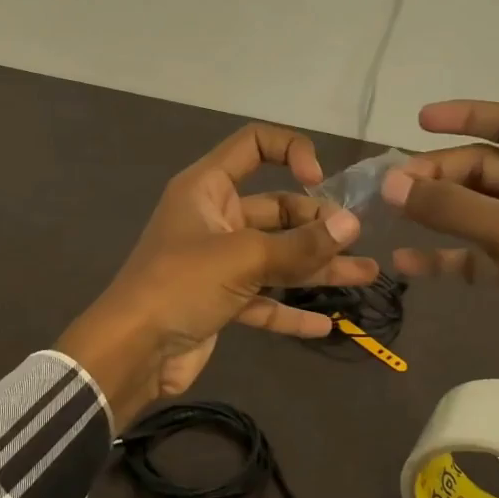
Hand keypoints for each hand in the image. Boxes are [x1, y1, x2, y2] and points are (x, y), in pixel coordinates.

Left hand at [59, 124, 378, 428]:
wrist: (132, 352)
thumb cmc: (181, 285)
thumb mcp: (242, 258)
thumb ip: (299, 244)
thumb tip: (351, 226)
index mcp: (207, 188)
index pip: (253, 145)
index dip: (291, 151)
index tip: (320, 182)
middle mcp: (214, 218)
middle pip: (275, 209)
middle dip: (317, 224)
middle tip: (356, 242)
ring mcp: (217, 262)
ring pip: (276, 257)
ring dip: (317, 267)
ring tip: (366, 274)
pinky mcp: (220, 301)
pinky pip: (264, 299)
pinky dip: (291, 310)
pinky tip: (326, 323)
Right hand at [381, 100, 498, 489]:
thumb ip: (450, 206)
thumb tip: (389, 183)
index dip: (468, 116)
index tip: (418, 121)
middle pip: (488, 169)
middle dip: (441, 173)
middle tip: (395, 185)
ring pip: (476, 211)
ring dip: (437, 211)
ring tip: (393, 212)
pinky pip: (473, 254)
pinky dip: (443, 255)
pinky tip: (406, 261)